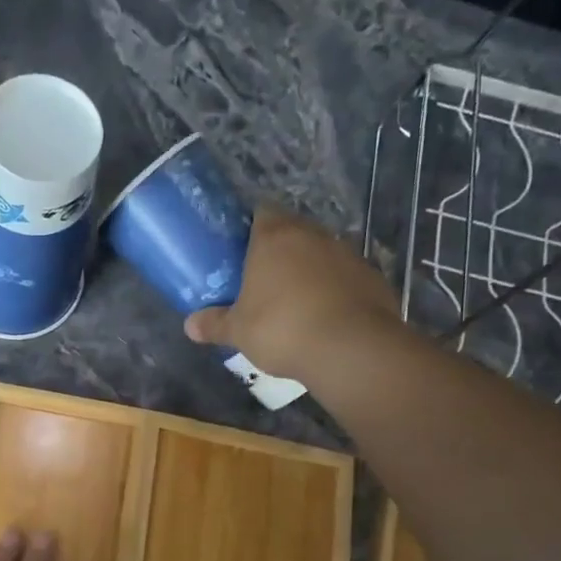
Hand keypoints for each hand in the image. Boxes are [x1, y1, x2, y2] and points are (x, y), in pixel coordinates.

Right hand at [184, 207, 400, 382]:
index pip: (261, 212)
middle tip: (262, 279)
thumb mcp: (238, 332)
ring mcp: (347, 253)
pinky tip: (325, 316)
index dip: (251, 228)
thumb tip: (189, 326)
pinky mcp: (371, 276)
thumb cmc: (282, 328)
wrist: (351, 348)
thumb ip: (214, 325)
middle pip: (292, 232)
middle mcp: (313, 235)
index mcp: (274, 237)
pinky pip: (344, 277)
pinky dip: (334, 290)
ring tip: (294, 302)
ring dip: (309, 270)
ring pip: (320, 253)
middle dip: (279, 251)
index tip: (241, 250)